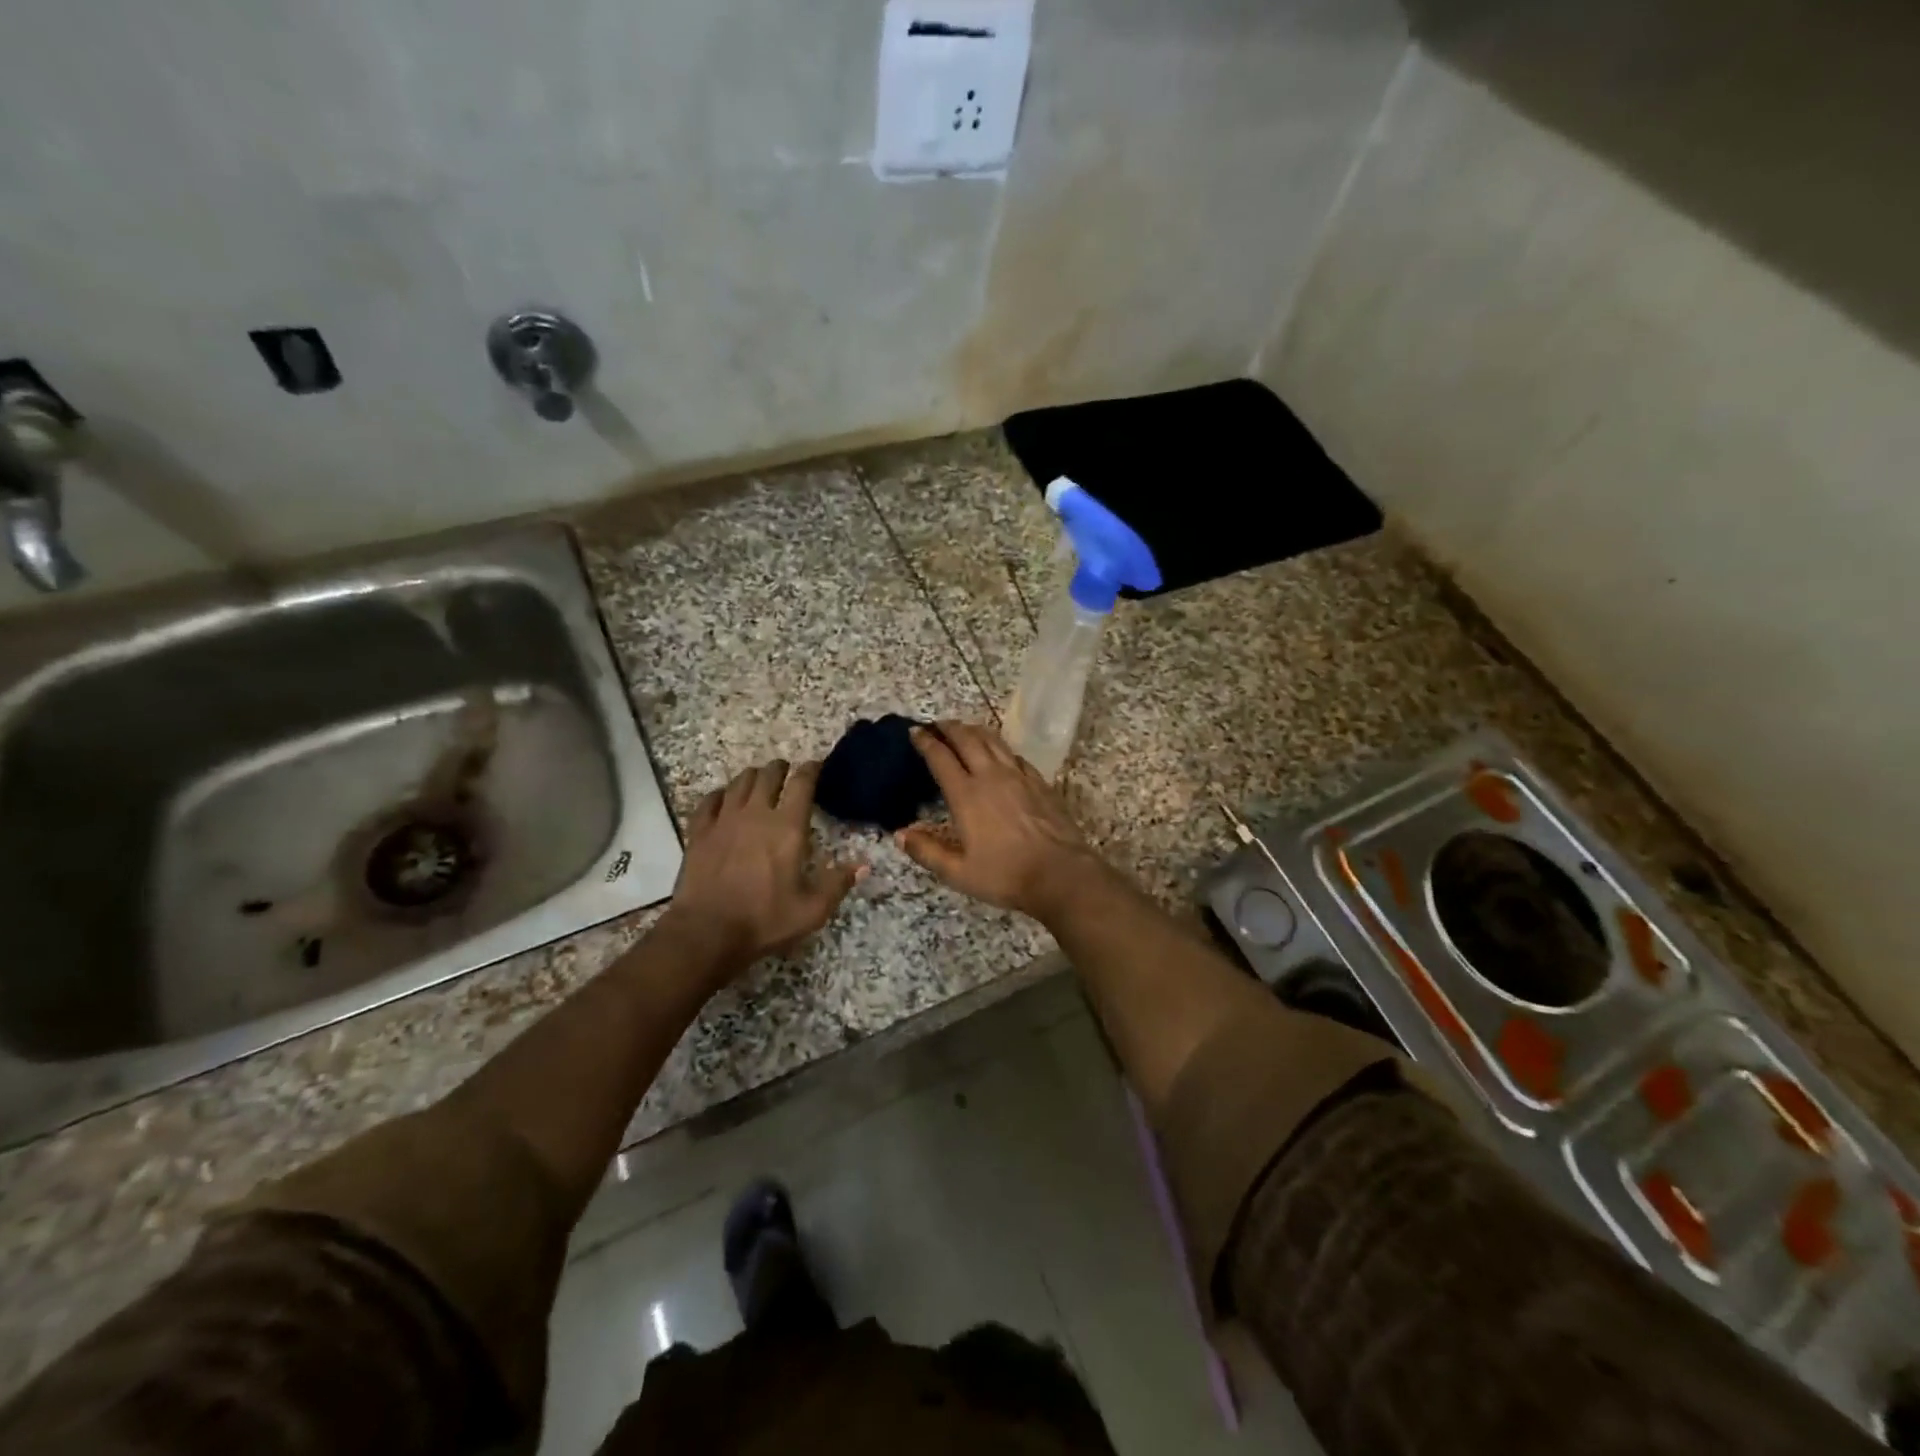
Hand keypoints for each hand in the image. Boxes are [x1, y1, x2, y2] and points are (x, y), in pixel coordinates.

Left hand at [662, 759, 862, 977]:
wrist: (707, 932)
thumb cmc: (764, 919)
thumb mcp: (812, 910)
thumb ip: (838, 883)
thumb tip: (863, 865)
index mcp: (787, 827)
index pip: (802, 783)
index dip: (811, 769)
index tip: (816, 766)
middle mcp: (756, 814)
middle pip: (768, 775)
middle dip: (780, 769)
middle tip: (787, 772)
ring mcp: (724, 820)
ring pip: (739, 783)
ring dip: (753, 777)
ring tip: (759, 780)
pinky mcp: (699, 832)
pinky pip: (709, 801)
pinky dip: (720, 794)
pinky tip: (723, 799)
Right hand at [896, 721, 1110, 920]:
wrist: (1060, 873)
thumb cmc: (1005, 875)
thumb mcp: (958, 873)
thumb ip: (927, 852)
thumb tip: (900, 833)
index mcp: (966, 795)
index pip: (940, 758)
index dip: (926, 742)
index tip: (915, 731)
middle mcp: (991, 777)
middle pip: (967, 740)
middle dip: (949, 728)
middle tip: (937, 725)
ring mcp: (1019, 776)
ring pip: (993, 741)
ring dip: (975, 731)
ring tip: (965, 729)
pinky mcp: (1040, 782)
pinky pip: (1015, 755)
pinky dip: (1001, 748)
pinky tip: (1000, 753)